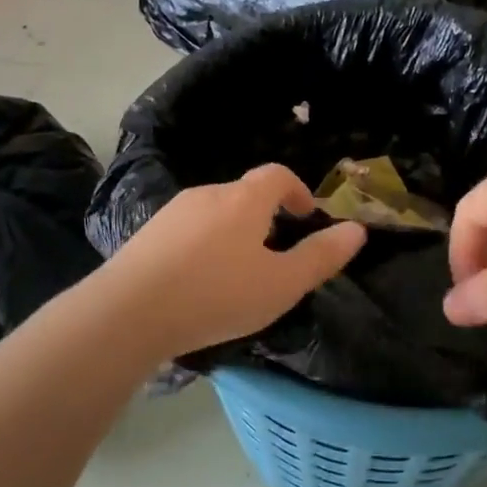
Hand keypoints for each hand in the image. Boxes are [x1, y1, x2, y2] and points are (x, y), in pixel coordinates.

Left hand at [100, 165, 366, 357]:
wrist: (129, 312)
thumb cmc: (217, 295)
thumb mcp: (281, 284)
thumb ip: (321, 257)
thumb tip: (357, 230)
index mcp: (244, 199)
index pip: (277, 175)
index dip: (297, 190)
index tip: (305, 216)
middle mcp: (208, 194)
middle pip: (245, 194)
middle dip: (265, 217)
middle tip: (274, 256)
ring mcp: (172, 212)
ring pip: (214, 214)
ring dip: (232, 234)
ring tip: (236, 275)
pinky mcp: (146, 234)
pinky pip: (187, 232)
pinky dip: (203, 247)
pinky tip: (198, 283)